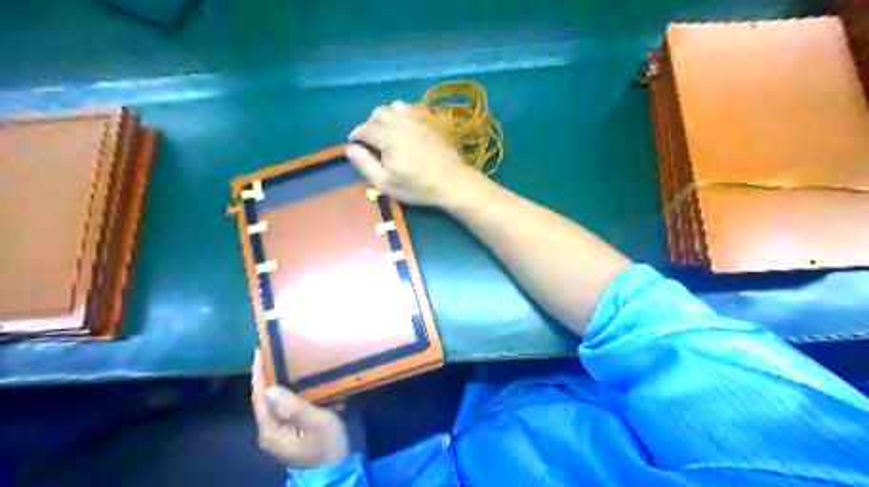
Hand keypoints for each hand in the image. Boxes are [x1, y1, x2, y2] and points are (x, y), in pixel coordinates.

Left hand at [249, 351, 347, 466]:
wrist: (337, 470)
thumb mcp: (317, 422)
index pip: (260, 397)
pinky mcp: (290, 432)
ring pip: (277, 401)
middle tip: (275, 351)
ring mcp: (280, 433)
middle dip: (269, 375)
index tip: (258, 351)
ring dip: (284, 382)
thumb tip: (270, 389)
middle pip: (265, 398)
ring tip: (290, 362)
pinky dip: (296, 394)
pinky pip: (288, 407)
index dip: (258, 373)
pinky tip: (308, 384)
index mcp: (271, 430)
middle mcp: (270, 431)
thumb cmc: (328, 445)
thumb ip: (295, 406)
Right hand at [348, 100, 485, 206]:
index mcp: (387, 137)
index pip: (363, 129)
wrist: (452, 182)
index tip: (355, 145)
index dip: (355, 136)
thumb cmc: (417, 187)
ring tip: (386, 132)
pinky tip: (404, 127)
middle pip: (377, 113)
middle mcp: (400, 122)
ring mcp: (417, 119)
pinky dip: (401, 113)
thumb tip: (350, 148)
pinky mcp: (430, 121)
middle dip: (369, 124)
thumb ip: (365, 164)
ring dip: (385, 116)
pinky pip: (410, 108)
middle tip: (371, 141)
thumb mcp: (386, 183)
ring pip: (393, 107)